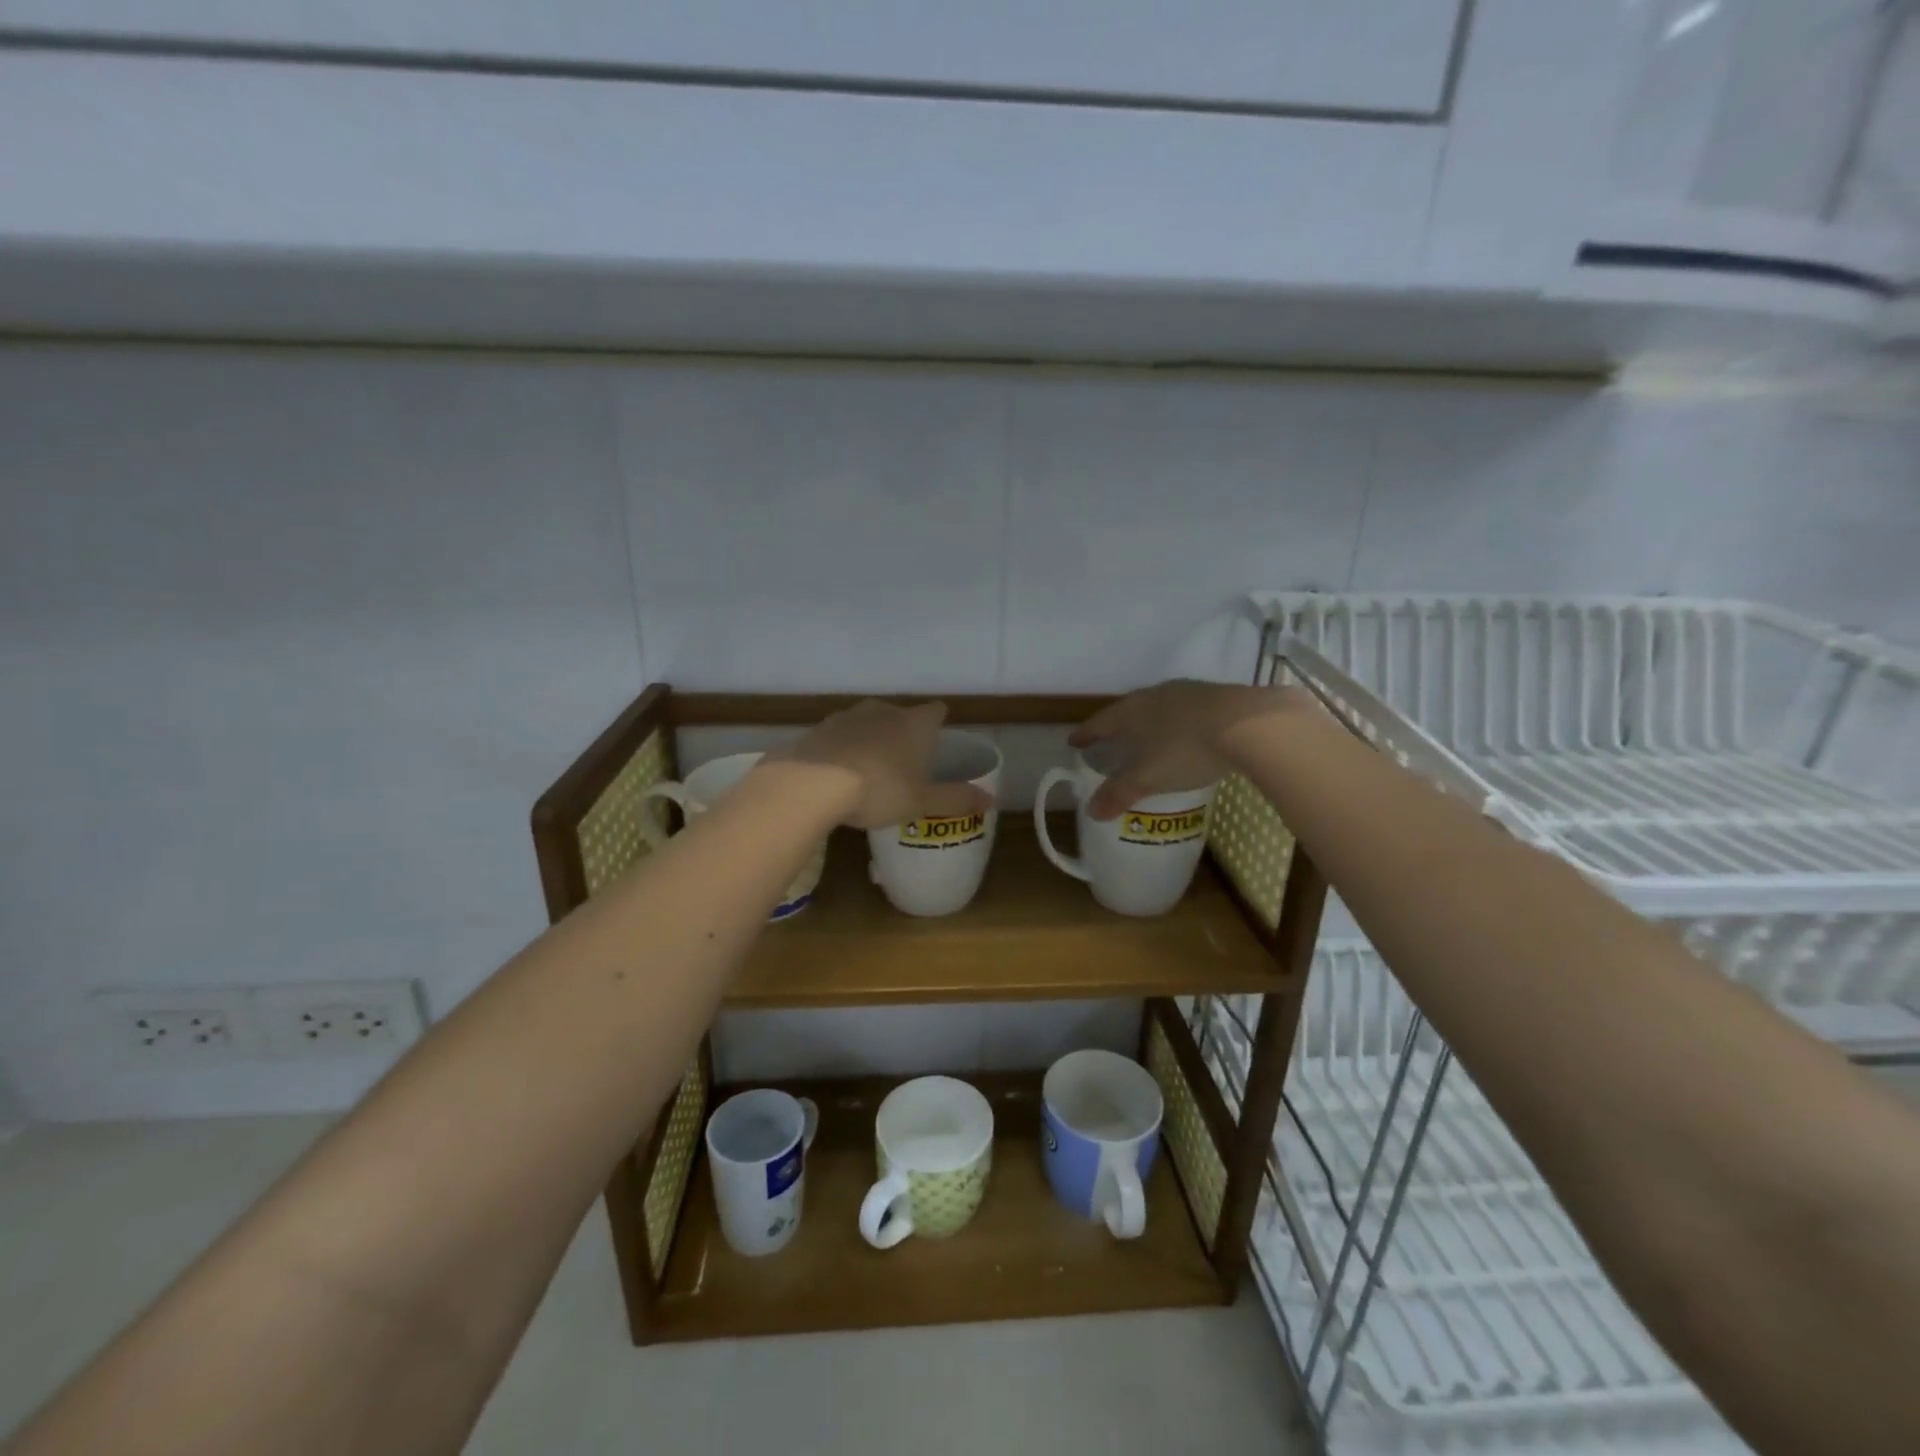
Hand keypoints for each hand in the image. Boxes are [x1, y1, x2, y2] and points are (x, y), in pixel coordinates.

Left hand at [774, 700, 992, 830]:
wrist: (813, 783)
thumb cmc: (880, 789)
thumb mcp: (922, 801)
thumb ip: (956, 798)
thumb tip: (993, 799)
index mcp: (915, 723)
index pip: (936, 711)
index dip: (938, 723)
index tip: (937, 739)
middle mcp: (884, 710)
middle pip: (900, 715)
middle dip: (903, 733)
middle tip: (904, 763)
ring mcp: (848, 716)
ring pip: (867, 722)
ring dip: (871, 739)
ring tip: (870, 769)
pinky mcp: (819, 728)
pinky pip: (839, 735)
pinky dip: (842, 748)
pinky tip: (838, 772)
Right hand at [1069, 680, 1300, 819]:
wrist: (1252, 725)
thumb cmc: (1187, 748)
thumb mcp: (1149, 776)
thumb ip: (1120, 792)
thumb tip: (1091, 810)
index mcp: (1133, 710)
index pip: (1101, 721)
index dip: (1087, 734)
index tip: (1074, 741)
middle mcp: (1157, 695)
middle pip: (1129, 710)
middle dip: (1118, 726)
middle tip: (1111, 741)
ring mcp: (1190, 693)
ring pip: (1160, 708)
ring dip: (1150, 723)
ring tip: (1148, 738)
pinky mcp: (1219, 698)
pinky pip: (1187, 712)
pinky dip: (1178, 725)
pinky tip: (1187, 736)